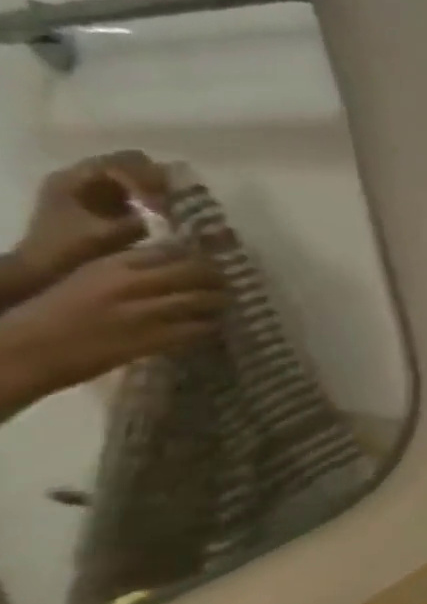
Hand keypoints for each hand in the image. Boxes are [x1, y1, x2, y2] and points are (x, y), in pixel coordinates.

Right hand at [0, 246, 222, 417]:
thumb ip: (129, 270)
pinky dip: (211, 327)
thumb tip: (176, 264)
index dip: (200, 255)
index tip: (214, 261)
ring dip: (220, 303)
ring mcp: (144, 312)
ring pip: (205, 299)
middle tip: (227, 285)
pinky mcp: (152, 339)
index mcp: (111, 266)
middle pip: (197, 271)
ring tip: (223, 306)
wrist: (21, 352)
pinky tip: (212, 328)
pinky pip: (200, 329)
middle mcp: (131, 284)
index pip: (173, 250)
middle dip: (218, 278)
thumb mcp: (87, 279)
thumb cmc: (52, 314)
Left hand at [7, 152, 168, 296]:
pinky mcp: (101, 201)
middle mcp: (81, 176)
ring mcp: (91, 188)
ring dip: (159, 189)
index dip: (149, 182)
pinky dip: (152, 198)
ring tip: (177, 208)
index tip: (166, 205)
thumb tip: (187, 213)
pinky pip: (134, 189)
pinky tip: (165, 215)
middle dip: (160, 181)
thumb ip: (147, 220)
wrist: (41, 270)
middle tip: (180, 202)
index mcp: (74, 179)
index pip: (124, 164)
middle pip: (133, 163)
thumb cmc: (71, 250)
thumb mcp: (110, 235)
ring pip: (136, 175)